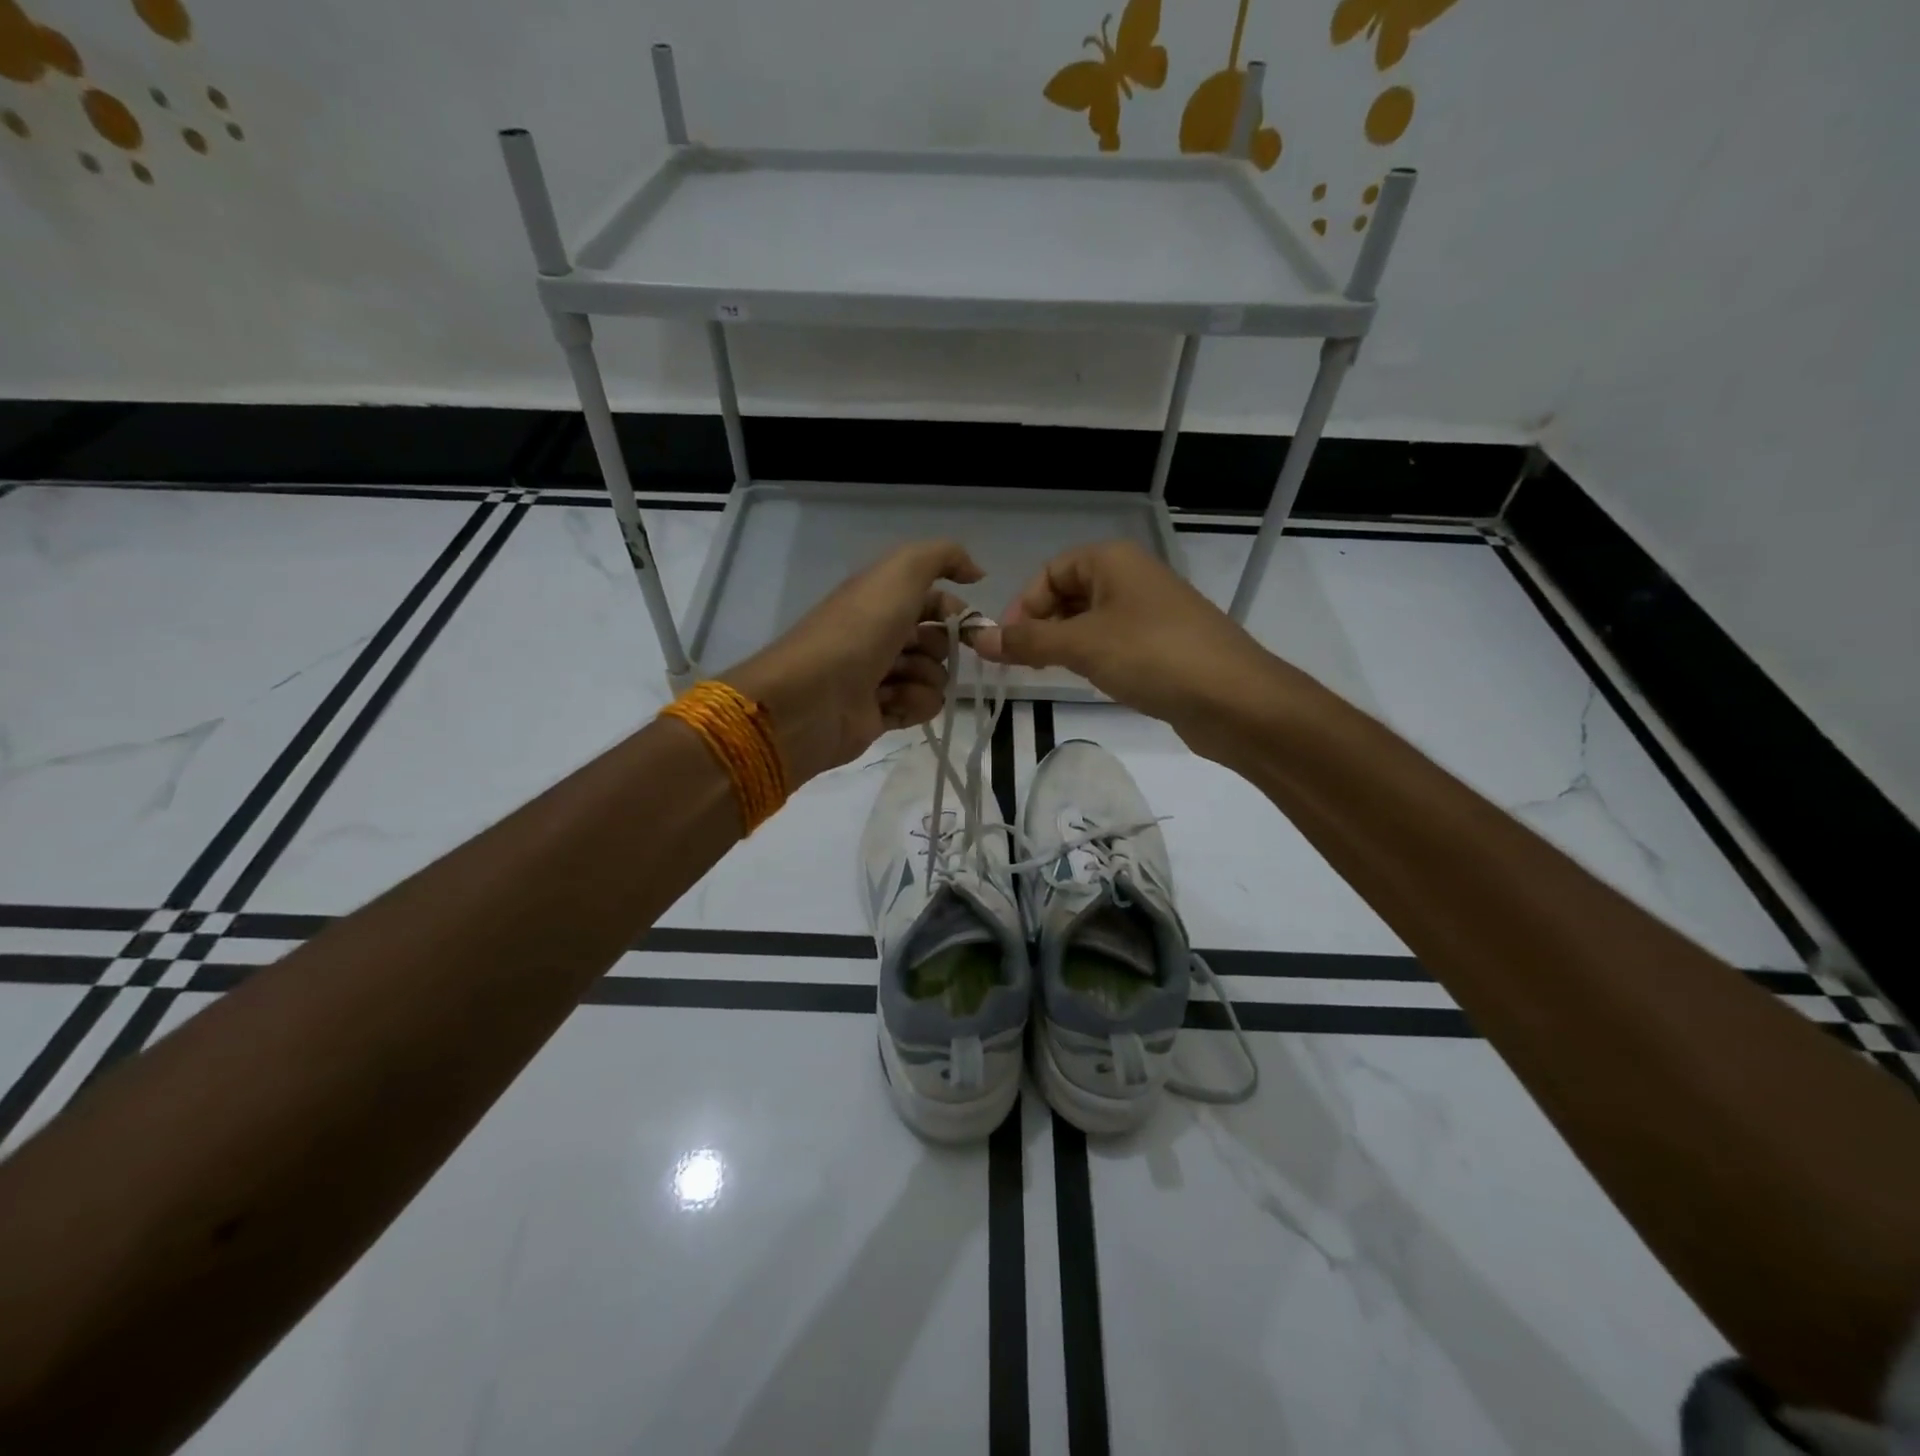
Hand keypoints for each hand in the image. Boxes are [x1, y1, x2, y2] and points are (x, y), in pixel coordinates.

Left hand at [723, 540, 983, 782]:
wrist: (813, 696)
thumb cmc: (858, 630)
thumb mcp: (901, 573)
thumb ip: (943, 558)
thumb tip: (977, 572)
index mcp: (882, 600)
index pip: (936, 601)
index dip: (957, 612)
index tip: (971, 626)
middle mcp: (882, 635)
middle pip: (939, 642)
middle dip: (938, 648)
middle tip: (911, 652)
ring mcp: (881, 677)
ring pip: (934, 678)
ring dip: (924, 679)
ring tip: (893, 682)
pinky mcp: (881, 714)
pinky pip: (921, 708)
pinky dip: (912, 705)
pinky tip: (888, 704)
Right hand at [970, 540, 1278, 743]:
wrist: (1234, 699)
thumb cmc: (1152, 656)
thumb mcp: (1081, 646)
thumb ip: (1027, 642)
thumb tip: (976, 638)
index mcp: (1113, 561)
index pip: (1051, 572)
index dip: (1024, 605)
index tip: (1007, 644)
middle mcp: (1133, 578)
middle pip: (1070, 593)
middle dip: (1041, 625)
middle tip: (1022, 663)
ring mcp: (1151, 612)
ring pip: (1092, 620)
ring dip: (1064, 644)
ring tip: (1048, 673)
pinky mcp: (1164, 646)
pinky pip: (1115, 642)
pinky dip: (1093, 657)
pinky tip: (1088, 680)